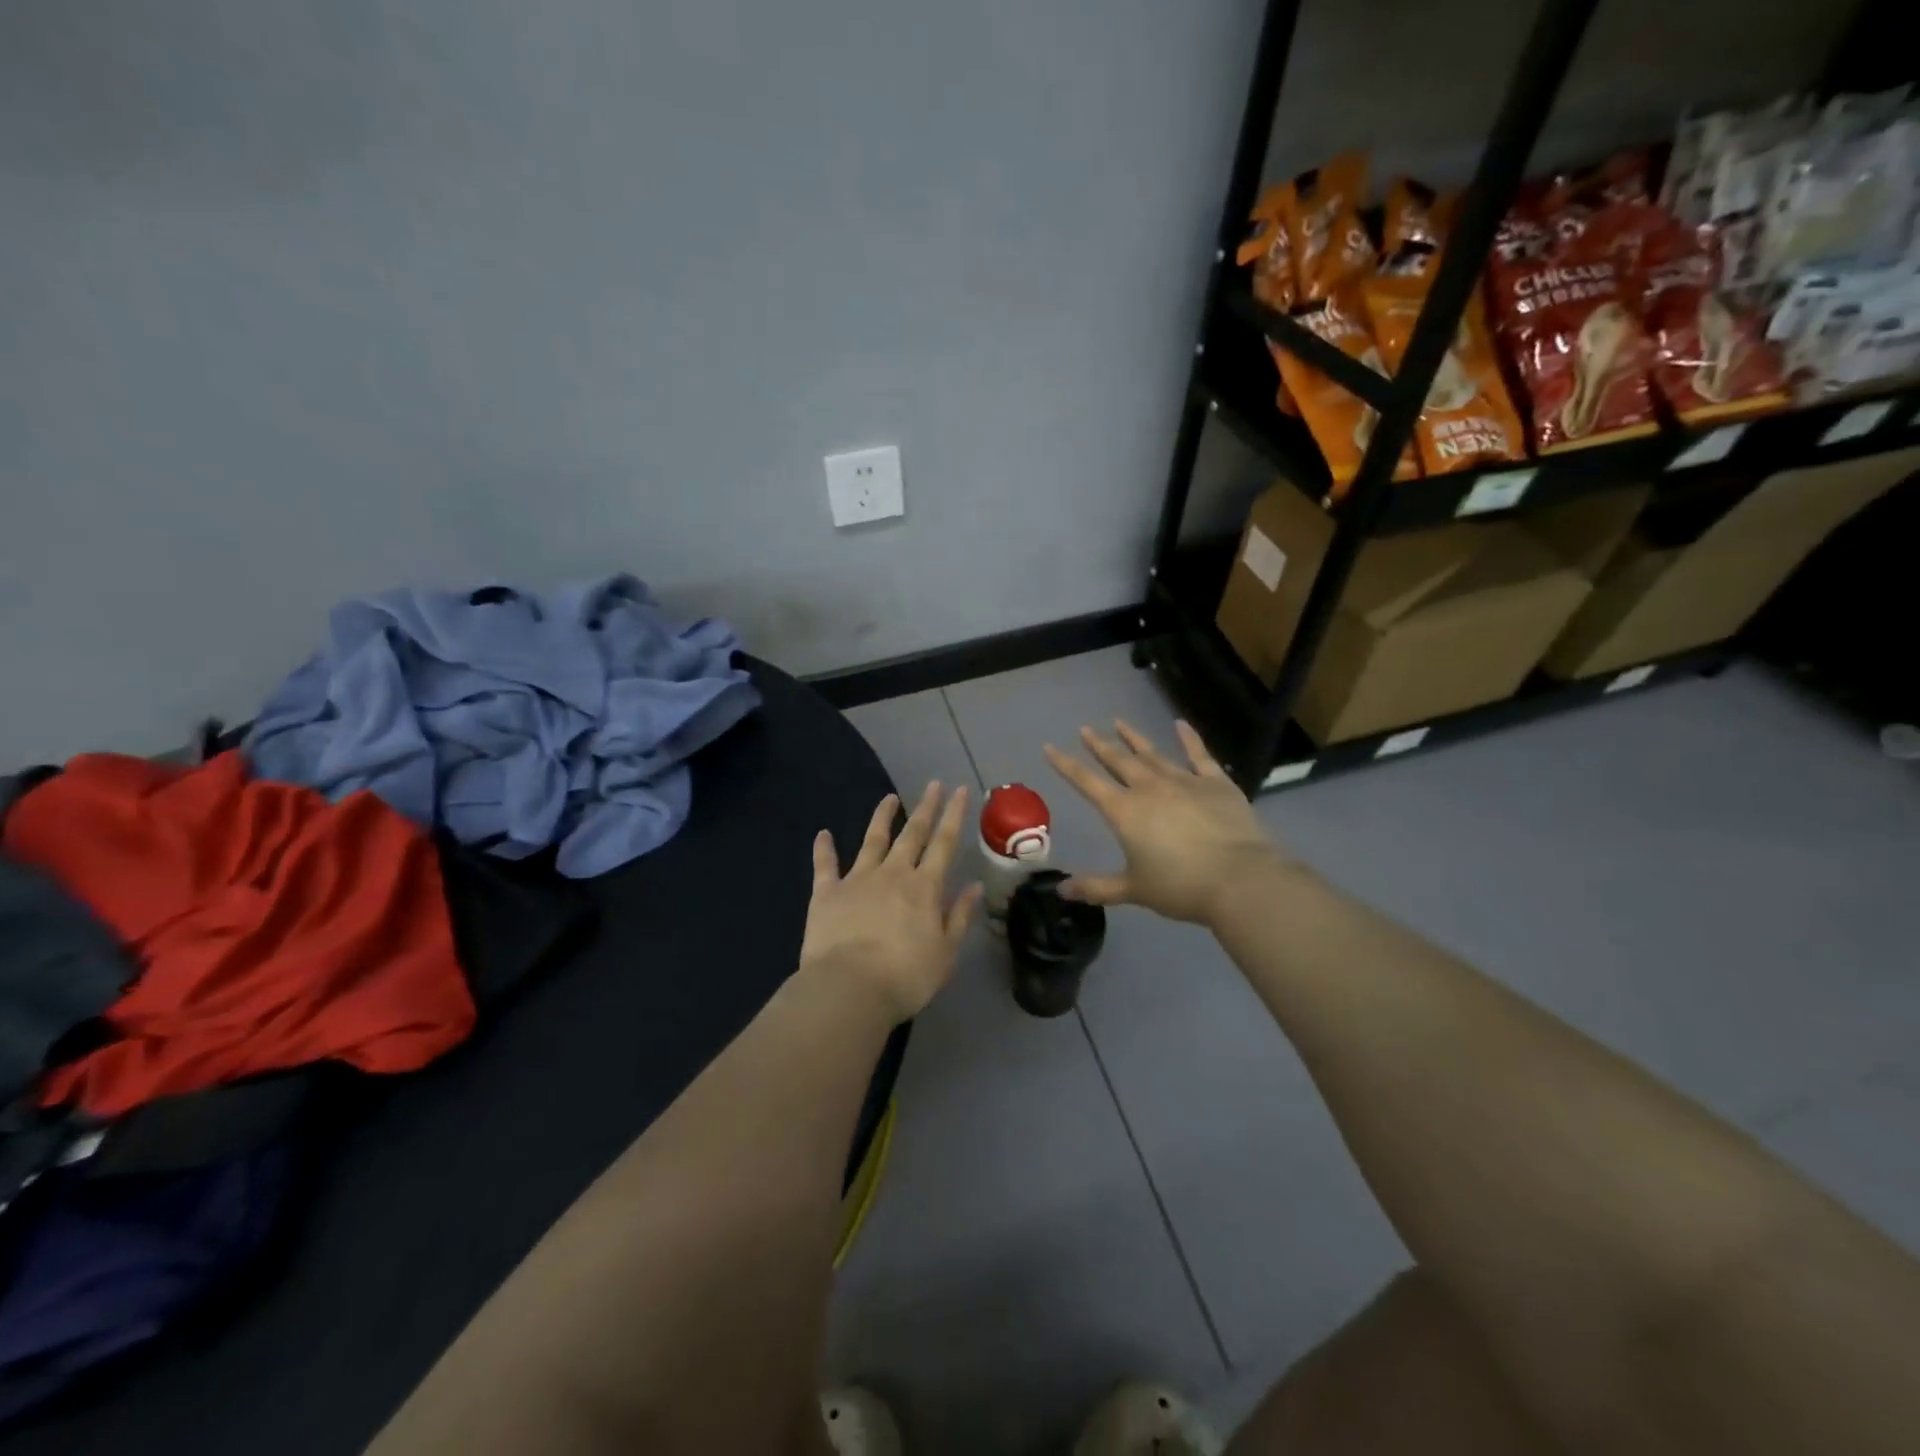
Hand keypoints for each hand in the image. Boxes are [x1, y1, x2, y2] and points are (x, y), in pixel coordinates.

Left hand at [798, 782, 982, 1021]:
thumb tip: (974, 886)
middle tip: (933, 784)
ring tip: (889, 798)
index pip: (944, 844)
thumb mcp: (946, 953)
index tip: (959, 790)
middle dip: (925, 807)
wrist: (849, 988)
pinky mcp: (827, 893)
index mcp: (924, 888)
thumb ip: (959, 916)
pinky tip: (823, 833)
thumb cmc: (905, 976)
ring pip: (872, 840)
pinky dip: (824, 848)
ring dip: (882, 817)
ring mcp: (858, 879)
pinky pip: (825, 865)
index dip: (954, 816)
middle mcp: (893, 874)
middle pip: (913, 834)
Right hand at [1044, 720, 1285, 926]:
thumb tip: (1062, 891)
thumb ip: (1097, 888)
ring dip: (1134, 738)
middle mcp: (1149, 788)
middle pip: (1118, 761)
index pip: (1086, 782)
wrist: (1238, 879)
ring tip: (1119, 722)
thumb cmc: (1180, 886)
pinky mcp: (1216, 782)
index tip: (1050, 747)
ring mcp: (1184, 781)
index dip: (1066, 765)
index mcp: (1124, 812)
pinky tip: (1181, 724)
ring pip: (1153, 753)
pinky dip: (1189, 738)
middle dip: (1099, 745)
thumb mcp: (1133, 890)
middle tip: (1086, 729)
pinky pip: (1199, 755)